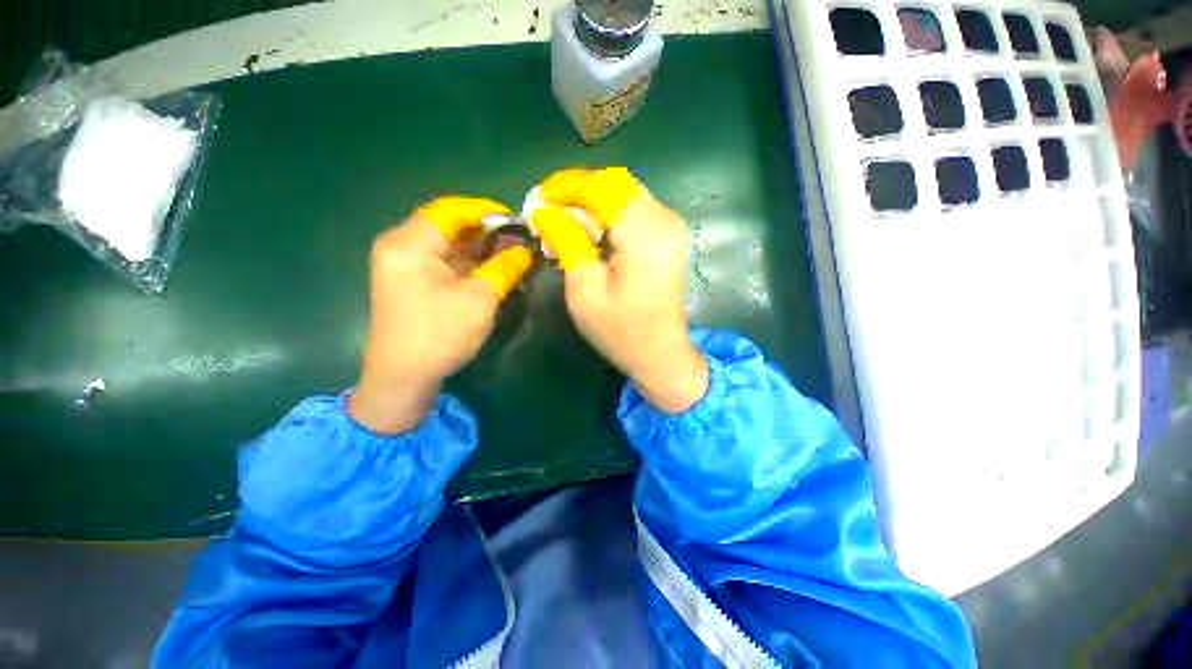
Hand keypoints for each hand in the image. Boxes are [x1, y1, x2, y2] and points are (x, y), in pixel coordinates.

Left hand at [349, 197, 532, 433]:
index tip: (517, 220)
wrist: (403, 378)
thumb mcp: (480, 299)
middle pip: (448, 225)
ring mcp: (403, 264)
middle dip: (486, 231)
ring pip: (447, 243)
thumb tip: (526, 249)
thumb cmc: (440, 335)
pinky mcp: (410, 280)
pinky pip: (442, 260)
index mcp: (409, 243)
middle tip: (519, 240)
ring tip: (512, 253)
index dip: (486, 211)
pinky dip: (468, 262)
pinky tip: (492, 267)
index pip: (451, 210)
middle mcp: (400, 246)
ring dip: (480, 247)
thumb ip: (504, 267)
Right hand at [533, 168, 707, 412]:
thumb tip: (545, 211)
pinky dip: (608, 211)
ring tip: (563, 219)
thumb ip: (566, 242)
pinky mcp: (669, 235)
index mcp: (644, 237)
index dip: (565, 187)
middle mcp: (664, 221)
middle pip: (615, 183)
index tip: (537, 199)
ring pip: (624, 192)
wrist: (661, 353)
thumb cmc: (621, 331)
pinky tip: (589, 229)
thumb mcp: (584, 291)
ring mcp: (671, 226)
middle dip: (577, 190)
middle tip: (547, 208)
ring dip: (591, 200)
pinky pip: (634, 207)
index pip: (602, 189)